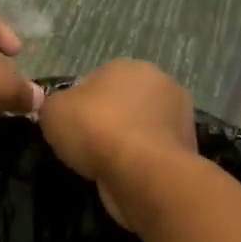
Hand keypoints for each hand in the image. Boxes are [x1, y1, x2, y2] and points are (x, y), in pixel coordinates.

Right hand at [39, 60, 196, 226]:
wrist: (142, 173)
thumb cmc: (96, 130)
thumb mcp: (53, 111)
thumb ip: (54, 104)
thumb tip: (61, 109)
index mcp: (129, 66)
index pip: (98, 80)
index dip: (81, 104)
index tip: (71, 127)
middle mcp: (160, 83)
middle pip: (124, 102)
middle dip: (109, 120)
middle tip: (86, 146)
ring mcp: (179, 117)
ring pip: (141, 128)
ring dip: (127, 142)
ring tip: (105, 165)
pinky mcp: (187, 149)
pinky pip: (153, 153)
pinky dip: (141, 162)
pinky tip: (125, 176)